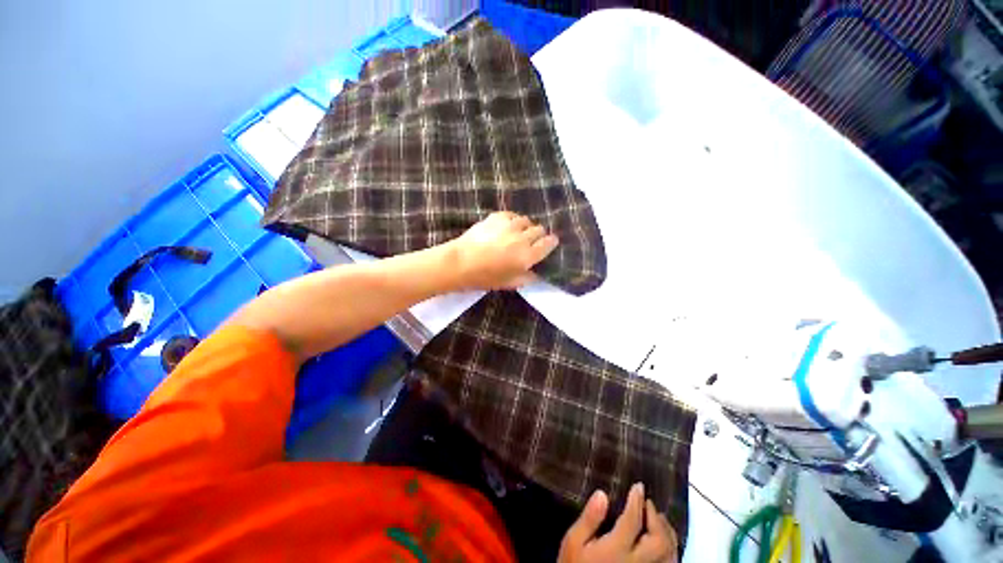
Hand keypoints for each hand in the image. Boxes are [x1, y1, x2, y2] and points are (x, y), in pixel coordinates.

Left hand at [449, 211, 558, 289]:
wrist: (460, 262)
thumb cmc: (485, 277)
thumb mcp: (509, 283)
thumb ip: (527, 278)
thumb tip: (536, 274)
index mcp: (528, 255)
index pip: (549, 243)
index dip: (551, 242)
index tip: (549, 243)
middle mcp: (522, 238)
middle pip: (539, 229)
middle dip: (538, 235)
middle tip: (530, 242)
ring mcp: (510, 225)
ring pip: (526, 220)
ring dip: (525, 227)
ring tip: (516, 234)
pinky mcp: (497, 217)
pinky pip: (512, 215)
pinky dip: (512, 220)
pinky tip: (505, 227)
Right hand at [558, 483, 678, 562]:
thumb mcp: (573, 542)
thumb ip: (589, 519)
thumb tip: (602, 494)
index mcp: (617, 550)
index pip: (633, 521)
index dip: (637, 501)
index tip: (638, 486)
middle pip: (659, 540)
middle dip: (656, 518)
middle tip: (648, 503)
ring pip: (669, 554)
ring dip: (666, 533)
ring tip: (658, 518)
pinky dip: (670, 549)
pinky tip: (662, 541)